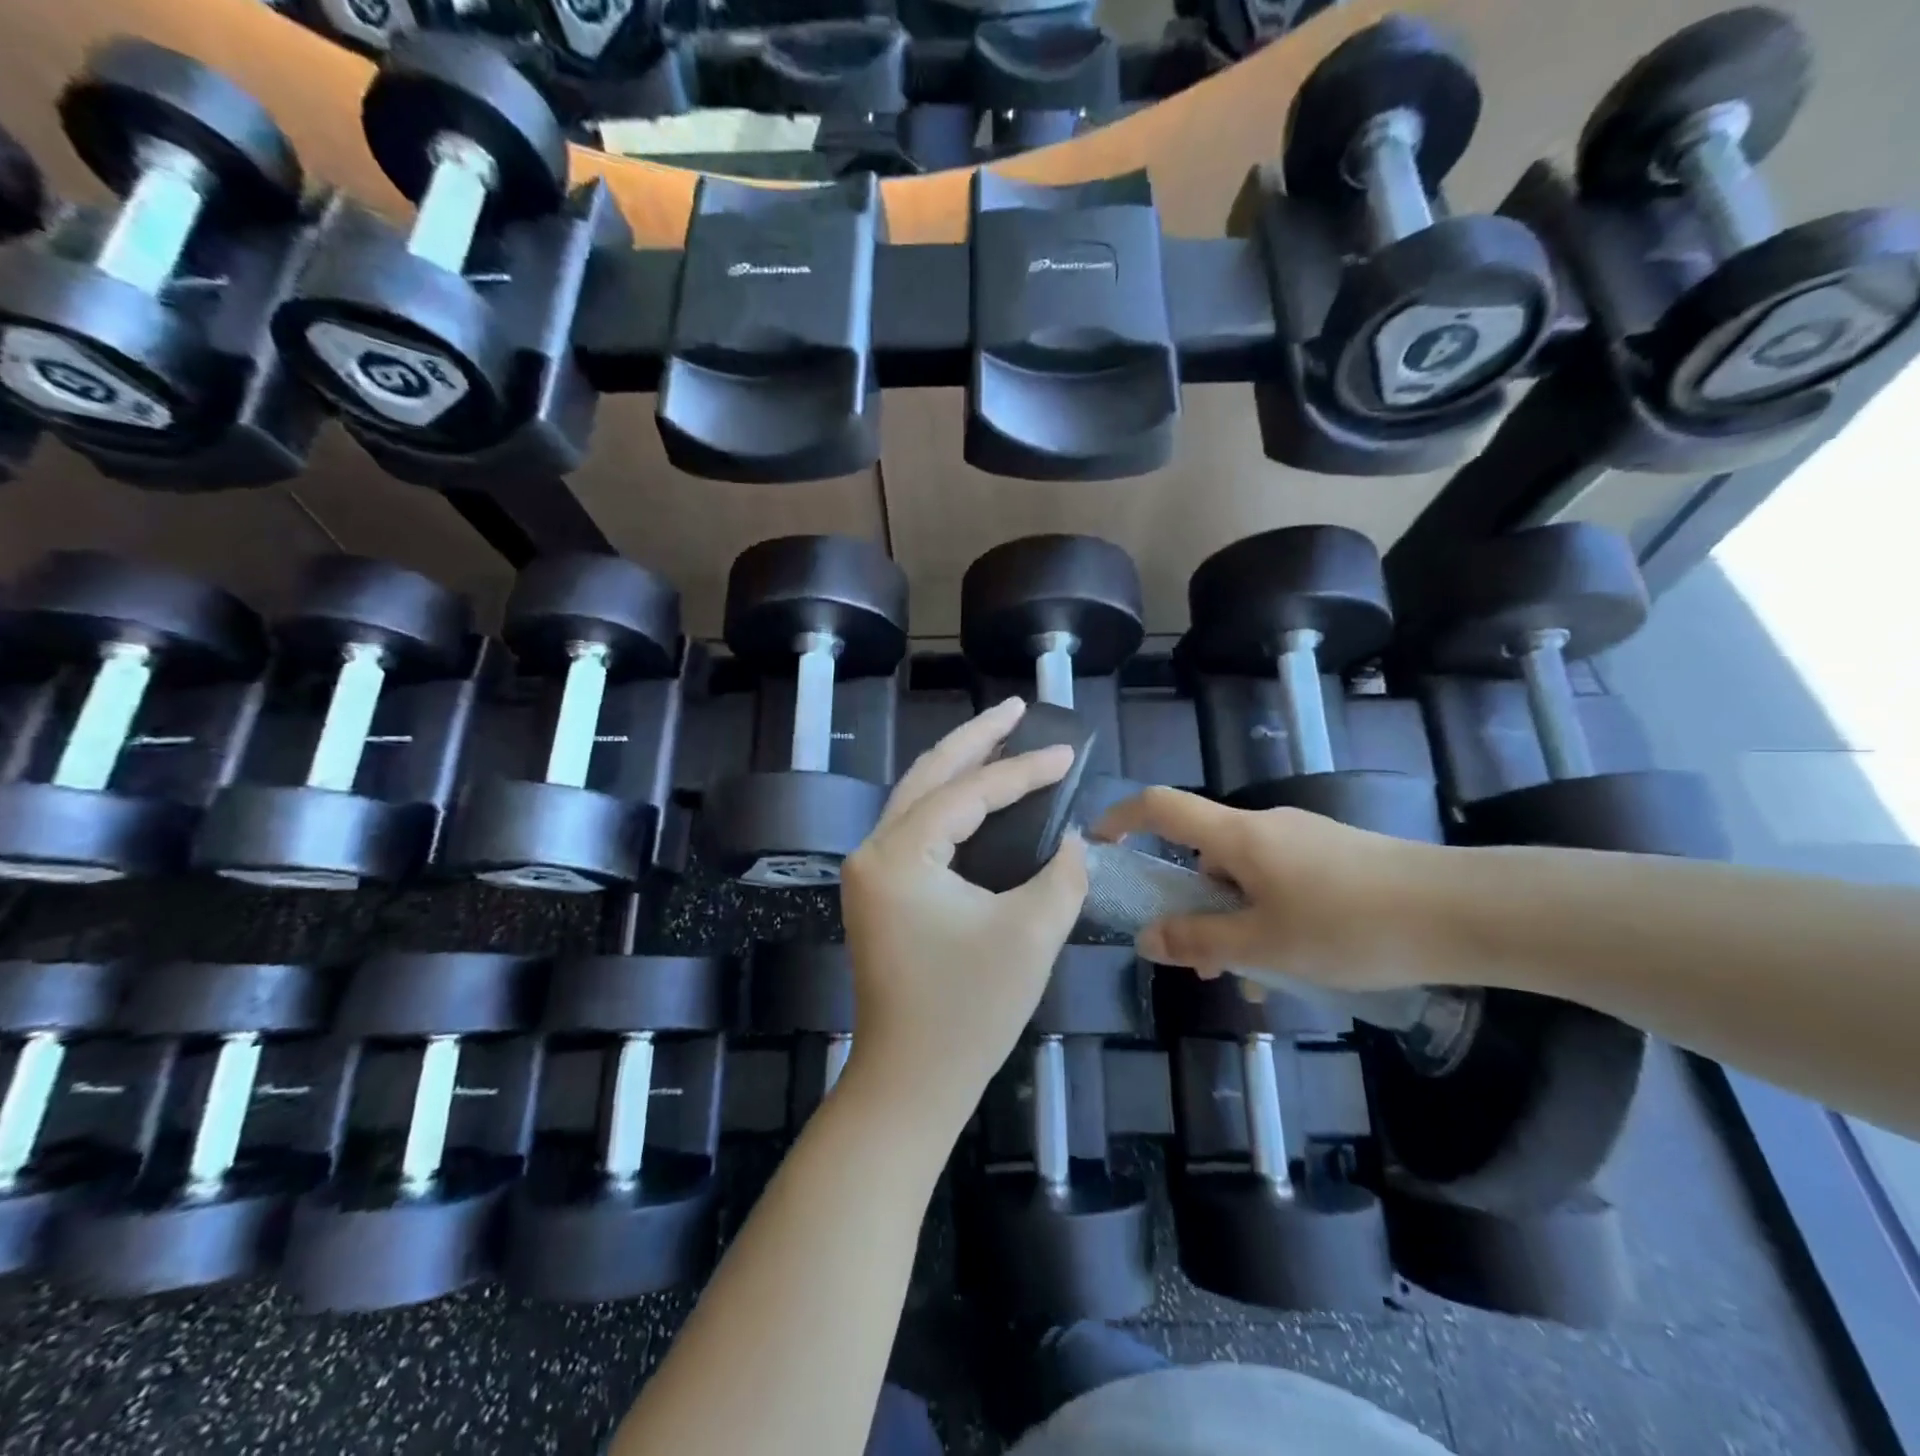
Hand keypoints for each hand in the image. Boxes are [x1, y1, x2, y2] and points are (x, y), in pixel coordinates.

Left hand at [840, 698, 1088, 1126]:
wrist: (911, 1083)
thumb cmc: (969, 1012)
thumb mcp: (1031, 935)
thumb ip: (1060, 874)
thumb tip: (1069, 839)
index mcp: (899, 854)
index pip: (969, 794)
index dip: (1023, 770)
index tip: (1067, 751)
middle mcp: (873, 851)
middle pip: (929, 775)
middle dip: (976, 739)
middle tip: (1017, 708)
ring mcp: (870, 872)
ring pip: (917, 797)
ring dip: (959, 765)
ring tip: (1000, 736)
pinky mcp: (879, 893)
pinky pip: (916, 827)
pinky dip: (948, 802)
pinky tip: (976, 795)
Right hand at [1093, 787, 1444, 990]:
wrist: (1465, 913)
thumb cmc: (1351, 925)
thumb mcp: (1266, 944)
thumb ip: (1201, 941)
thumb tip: (1146, 939)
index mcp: (1239, 836)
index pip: (1161, 807)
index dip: (1121, 818)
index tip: (1098, 845)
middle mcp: (1267, 827)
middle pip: (1204, 854)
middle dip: (1191, 906)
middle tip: (1199, 962)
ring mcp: (1305, 841)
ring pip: (1246, 878)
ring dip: (1237, 923)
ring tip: (1259, 982)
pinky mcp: (1337, 859)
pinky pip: (1282, 884)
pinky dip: (1272, 919)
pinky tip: (1300, 968)